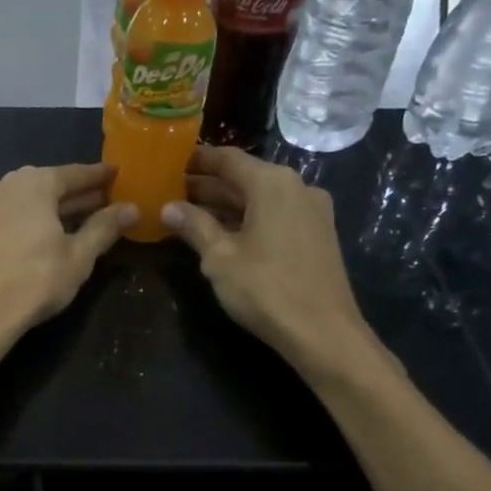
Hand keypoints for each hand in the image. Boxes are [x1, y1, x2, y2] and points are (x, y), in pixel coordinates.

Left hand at [0, 163, 135, 354]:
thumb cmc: (34, 282)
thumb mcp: (78, 257)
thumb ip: (104, 228)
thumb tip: (131, 208)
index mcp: (34, 183)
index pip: (75, 174)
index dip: (99, 177)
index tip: (117, 175)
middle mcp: (4, 184)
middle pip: (47, 185)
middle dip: (75, 195)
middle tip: (101, 202)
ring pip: (23, 201)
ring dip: (48, 209)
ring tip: (70, 222)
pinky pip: (5, 216)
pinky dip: (24, 221)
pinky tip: (34, 238)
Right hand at [162, 146, 386, 385]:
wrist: (322, 331)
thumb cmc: (265, 288)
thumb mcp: (219, 257)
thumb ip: (194, 226)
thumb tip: (168, 208)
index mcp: (272, 183)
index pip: (227, 159)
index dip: (197, 159)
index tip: (170, 162)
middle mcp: (296, 187)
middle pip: (244, 178)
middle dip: (208, 185)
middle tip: (171, 191)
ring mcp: (311, 211)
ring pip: (260, 199)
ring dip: (226, 205)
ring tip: (189, 213)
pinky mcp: (317, 235)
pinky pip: (275, 215)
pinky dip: (247, 219)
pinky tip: (223, 233)